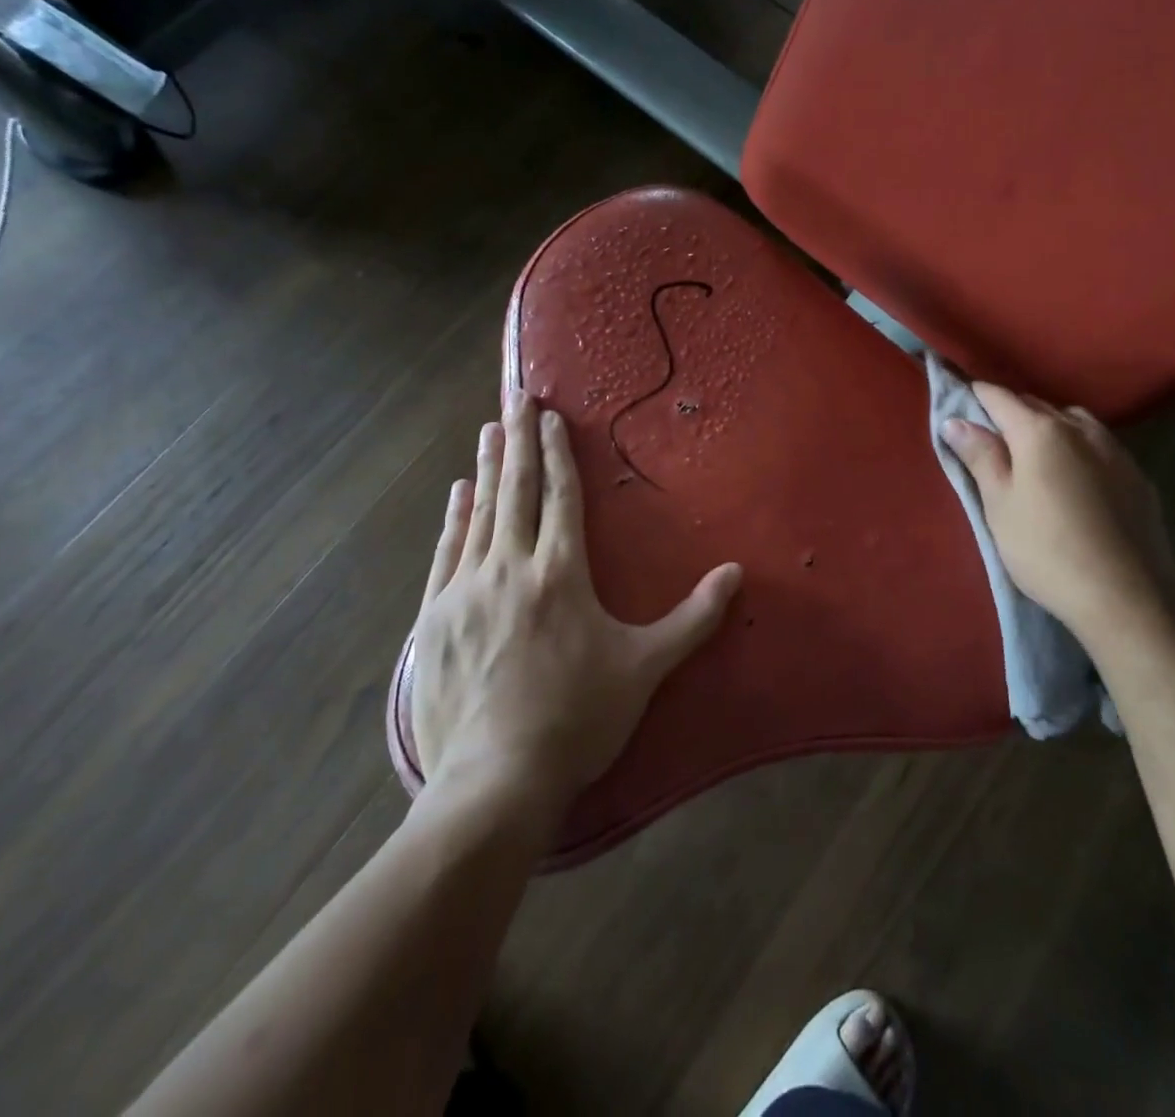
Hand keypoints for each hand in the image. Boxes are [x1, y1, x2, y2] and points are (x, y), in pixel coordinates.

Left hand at [409, 391, 741, 802]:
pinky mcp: (437, 617)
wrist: (496, 778)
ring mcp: (467, 590)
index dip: (557, 451)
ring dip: (487, 468)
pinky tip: (458, 495)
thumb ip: (694, 617)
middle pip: (517, 490)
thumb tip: (737, 574)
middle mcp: (512, 567)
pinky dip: (454, 518)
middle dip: (518, 439)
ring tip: (488, 430)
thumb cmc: (579, 717)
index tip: (549, 415)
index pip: (561, 496)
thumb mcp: (647, 667)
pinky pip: (448, 552)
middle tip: (515, 396)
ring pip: (480, 513)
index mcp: (562, 573)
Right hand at [940, 384, 1174, 655]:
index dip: (976, 394)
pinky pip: (1100, 446)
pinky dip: (1078, 448)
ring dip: (1049, 426)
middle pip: (1037, 406)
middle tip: (989, 434)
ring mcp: (1115, 452)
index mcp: (1040, 432)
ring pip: (1073, 422)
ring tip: (1034, 452)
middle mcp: (1080, 429)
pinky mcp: (1138, 478)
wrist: (1125, 598)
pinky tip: (1076, 476)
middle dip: (1011, 411)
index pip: (1000, 398)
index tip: (960, 396)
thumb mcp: (999, 505)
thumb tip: (955, 420)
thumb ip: (980, 456)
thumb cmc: (1045, 550)